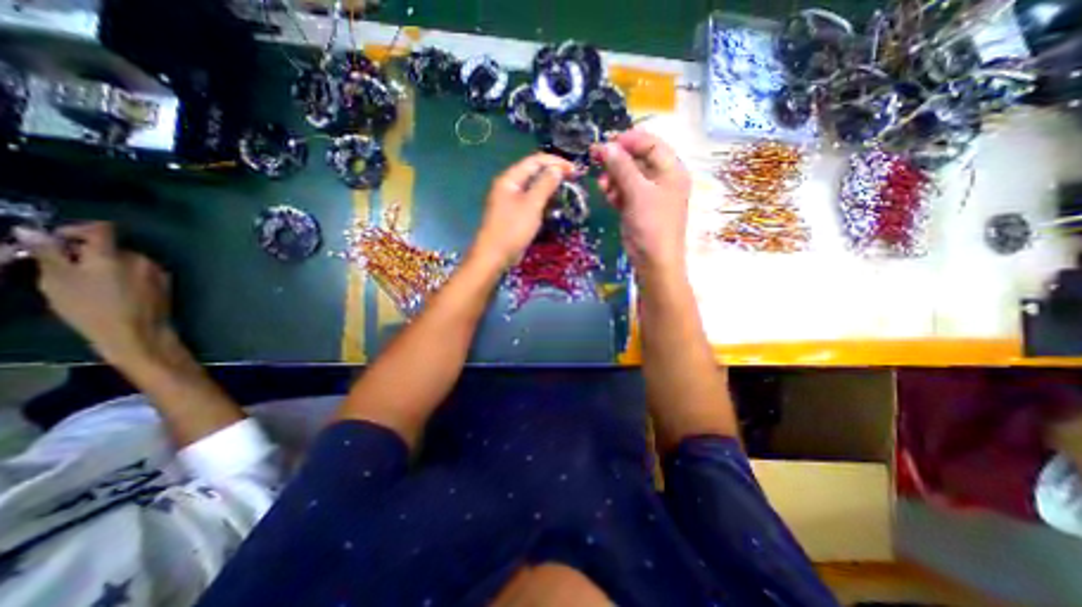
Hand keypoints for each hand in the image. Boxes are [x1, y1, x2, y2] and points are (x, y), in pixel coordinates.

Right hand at [14, 220, 175, 364]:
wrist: (138, 331)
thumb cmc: (92, 307)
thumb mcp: (57, 280)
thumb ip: (48, 253)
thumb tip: (31, 231)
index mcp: (114, 255)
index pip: (101, 229)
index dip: (77, 229)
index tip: (57, 240)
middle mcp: (142, 259)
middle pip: (114, 246)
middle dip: (90, 252)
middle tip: (67, 267)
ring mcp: (157, 271)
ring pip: (128, 260)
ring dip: (109, 264)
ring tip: (89, 282)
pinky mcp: (166, 283)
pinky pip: (141, 272)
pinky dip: (126, 275)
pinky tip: (114, 290)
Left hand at [471, 153, 573, 266]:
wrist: (495, 255)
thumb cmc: (513, 229)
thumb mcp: (532, 205)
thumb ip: (545, 184)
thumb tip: (557, 169)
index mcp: (510, 179)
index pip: (534, 161)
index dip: (555, 162)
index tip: (574, 170)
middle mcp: (509, 186)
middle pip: (533, 173)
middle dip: (553, 174)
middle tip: (573, 180)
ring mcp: (510, 201)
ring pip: (533, 188)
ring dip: (550, 188)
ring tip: (566, 192)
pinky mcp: (514, 214)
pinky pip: (531, 202)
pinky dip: (543, 202)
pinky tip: (554, 207)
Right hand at [592, 130, 691, 273]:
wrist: (653, 260)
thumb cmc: (652, 224)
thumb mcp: (638, 192)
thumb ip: (622, 167)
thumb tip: (606, 145)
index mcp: (671, 170)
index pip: (651, 143)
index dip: (629, 140)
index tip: (607, 142)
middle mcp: (660, 178)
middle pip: (637, 159)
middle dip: (617, 160)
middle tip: (595, 159)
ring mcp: (647, 194)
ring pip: (627, 176)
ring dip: (613, 177)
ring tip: (603, 185)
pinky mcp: (636, 207)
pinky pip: (623, 191)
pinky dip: (614, 191)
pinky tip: (607, 195)